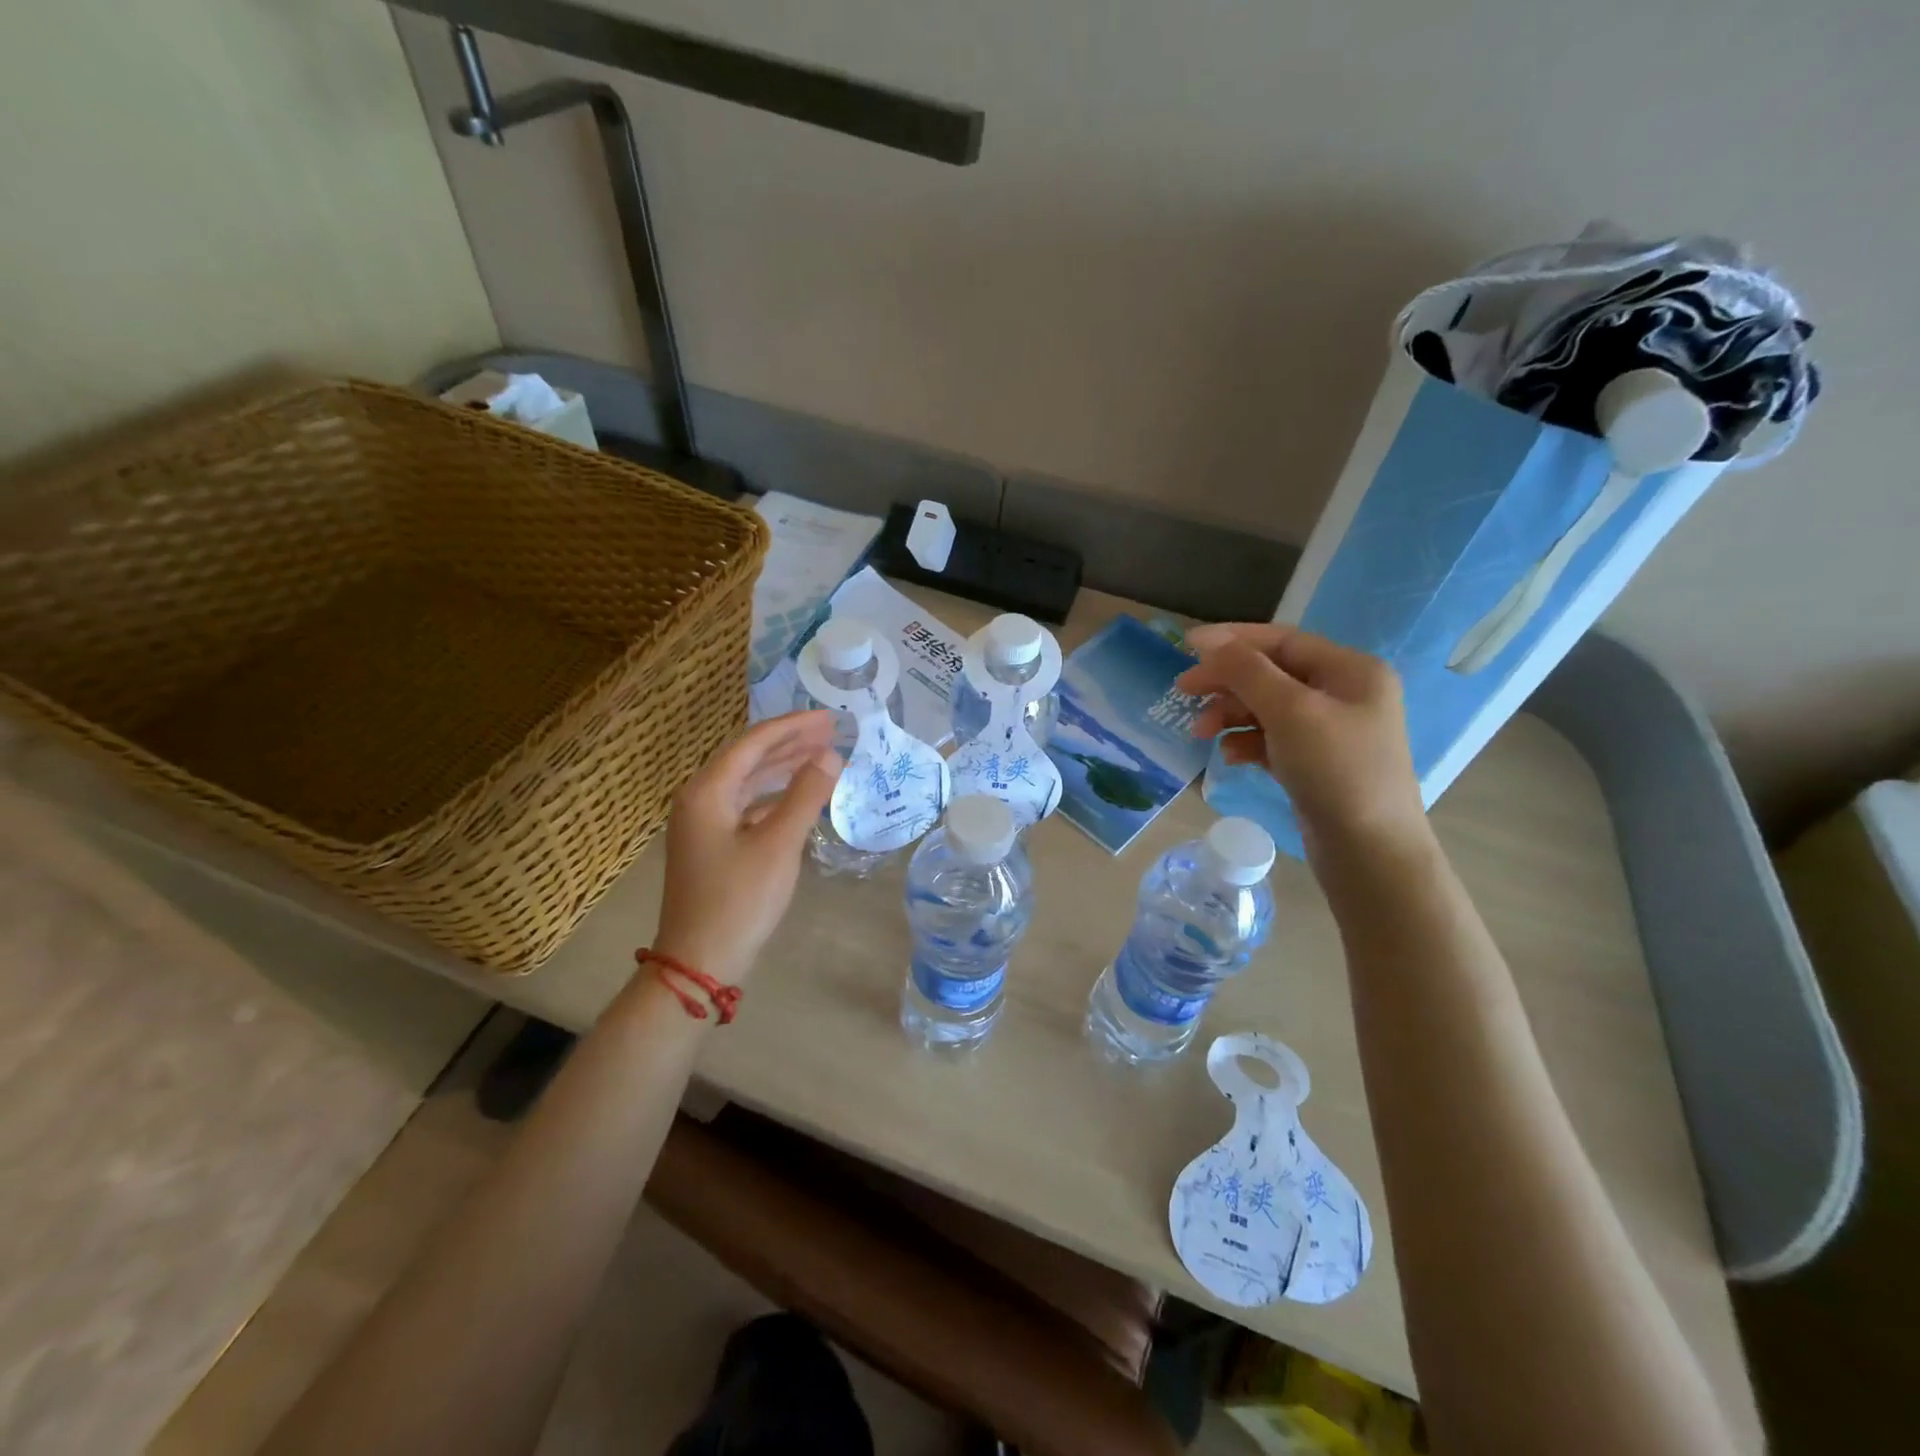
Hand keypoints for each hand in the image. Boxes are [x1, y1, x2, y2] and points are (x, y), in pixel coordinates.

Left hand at [653, 712, 840, 984]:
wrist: (699, 961)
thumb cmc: (738, 899)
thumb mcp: (778, 845)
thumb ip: (805, 795)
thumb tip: (830, 754)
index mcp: (707, 791)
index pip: (753, 743)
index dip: (793, 726)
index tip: (829, 717)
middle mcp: (699, 799)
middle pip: (749, 758)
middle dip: (790, 743)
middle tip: (831, 731)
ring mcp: (704, 824)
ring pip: (748, 783)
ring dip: (784, 768)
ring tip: (822, 756)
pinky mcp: (713, 846)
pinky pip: (747, 806)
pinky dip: (774, 797)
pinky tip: (799, 798)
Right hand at [1177, 624, 1426, 860]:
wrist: (1369, 851)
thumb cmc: (1336, 770)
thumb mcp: (1289, 711)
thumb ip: (1247, 671)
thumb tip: (1209, 641)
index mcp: (1351, 671)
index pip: (1282, 641)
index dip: (1232, 641)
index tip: (1185, 647)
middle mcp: (1344, 694)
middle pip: (1271, 674)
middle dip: (1227, 684)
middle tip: (1183, 692)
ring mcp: (1330, 731)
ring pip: (1267, 708)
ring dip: (1231, 715)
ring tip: (1202, 734)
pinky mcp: (1315, 763)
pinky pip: (1272, 740)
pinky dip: (1247, 743)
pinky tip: (1229, 757)